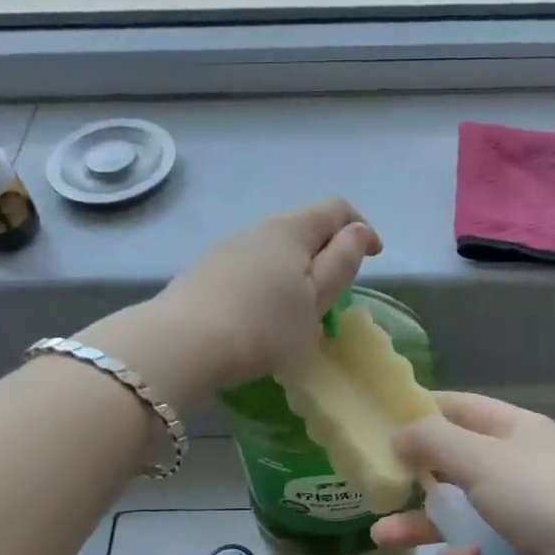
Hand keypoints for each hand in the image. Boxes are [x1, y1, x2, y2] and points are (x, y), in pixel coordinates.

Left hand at [153, 198, 381, 390]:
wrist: (182, 345)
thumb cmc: (263, 326)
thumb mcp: (315, 300)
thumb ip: (341, 262)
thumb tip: (356, 231)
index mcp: (290, 230)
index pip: (336, 208)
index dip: (361, 227)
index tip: (373, 257)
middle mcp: (257, 229)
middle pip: (303, 228)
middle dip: (327, 252)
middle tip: (335, 292)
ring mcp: (227, 250)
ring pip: (274, 251)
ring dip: (296, 271)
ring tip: (298, 311)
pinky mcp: (205, 273)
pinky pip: (251, 269)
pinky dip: (269, 284)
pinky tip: (262, 317)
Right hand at [372, 393, 554, 554]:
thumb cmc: (542, 498)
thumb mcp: (482, 459)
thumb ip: (434, 442)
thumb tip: (397, 432)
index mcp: (514, 430)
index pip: (460, 408)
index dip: (421, 411)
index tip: (379, 419)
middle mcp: (516, 466)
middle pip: (452, 464)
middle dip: (413, 476)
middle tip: (373, 484)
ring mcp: (519, 514)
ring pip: (457, 513)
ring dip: (421, 524)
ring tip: (381, 537)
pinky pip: (476, 552)